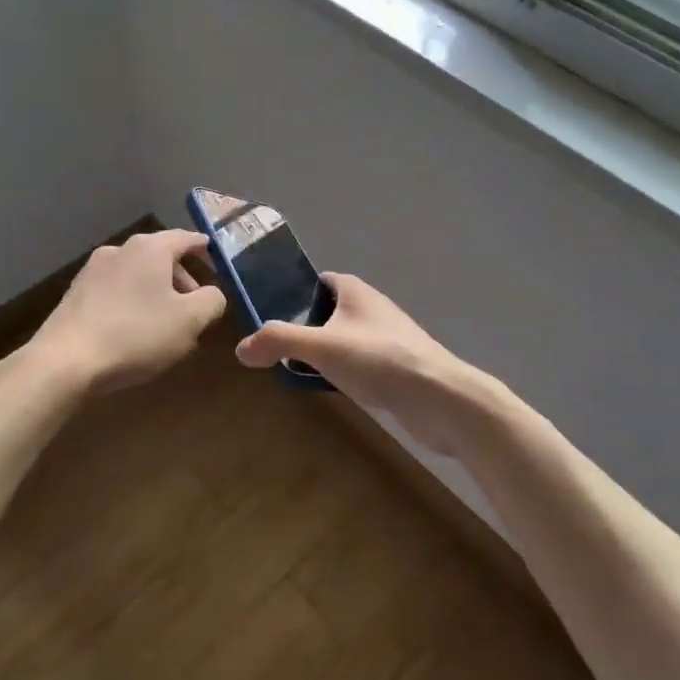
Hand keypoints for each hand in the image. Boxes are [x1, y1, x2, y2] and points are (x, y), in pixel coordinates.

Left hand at [31, 230, 226, 394]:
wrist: (65, 362)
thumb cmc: (136, 334)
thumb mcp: (190, 321)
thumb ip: (212, 301)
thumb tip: (212, 294)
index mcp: (149, 248)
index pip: (185, 238)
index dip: (203, 248)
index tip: (214, 257)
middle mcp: (119, 250)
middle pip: (160, 257)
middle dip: (181, 279)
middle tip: (194, 308)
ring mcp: (92, 271)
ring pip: (137, 276)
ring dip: (156, 293)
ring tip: (166, 325)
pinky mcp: (75, 294)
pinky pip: (116, 291)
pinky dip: (132, 303)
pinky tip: (135, 332)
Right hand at [234, 273, 495, 456]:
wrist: (438, 397)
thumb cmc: (379, 359)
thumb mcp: (321, 347)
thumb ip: (278, 342)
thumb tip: (240, 349)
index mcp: (356, 291)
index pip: (319, 282)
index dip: (295, 295)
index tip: (270, 317)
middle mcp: (373, 308)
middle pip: (330, 312)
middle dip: (305, 329)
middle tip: (277, 351)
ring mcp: (387, 338)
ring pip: (345, 340)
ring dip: (324, 354)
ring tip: (297, 373)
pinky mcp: (397, 367)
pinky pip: (360, 364)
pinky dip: (343, 373)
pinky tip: (333, 391)